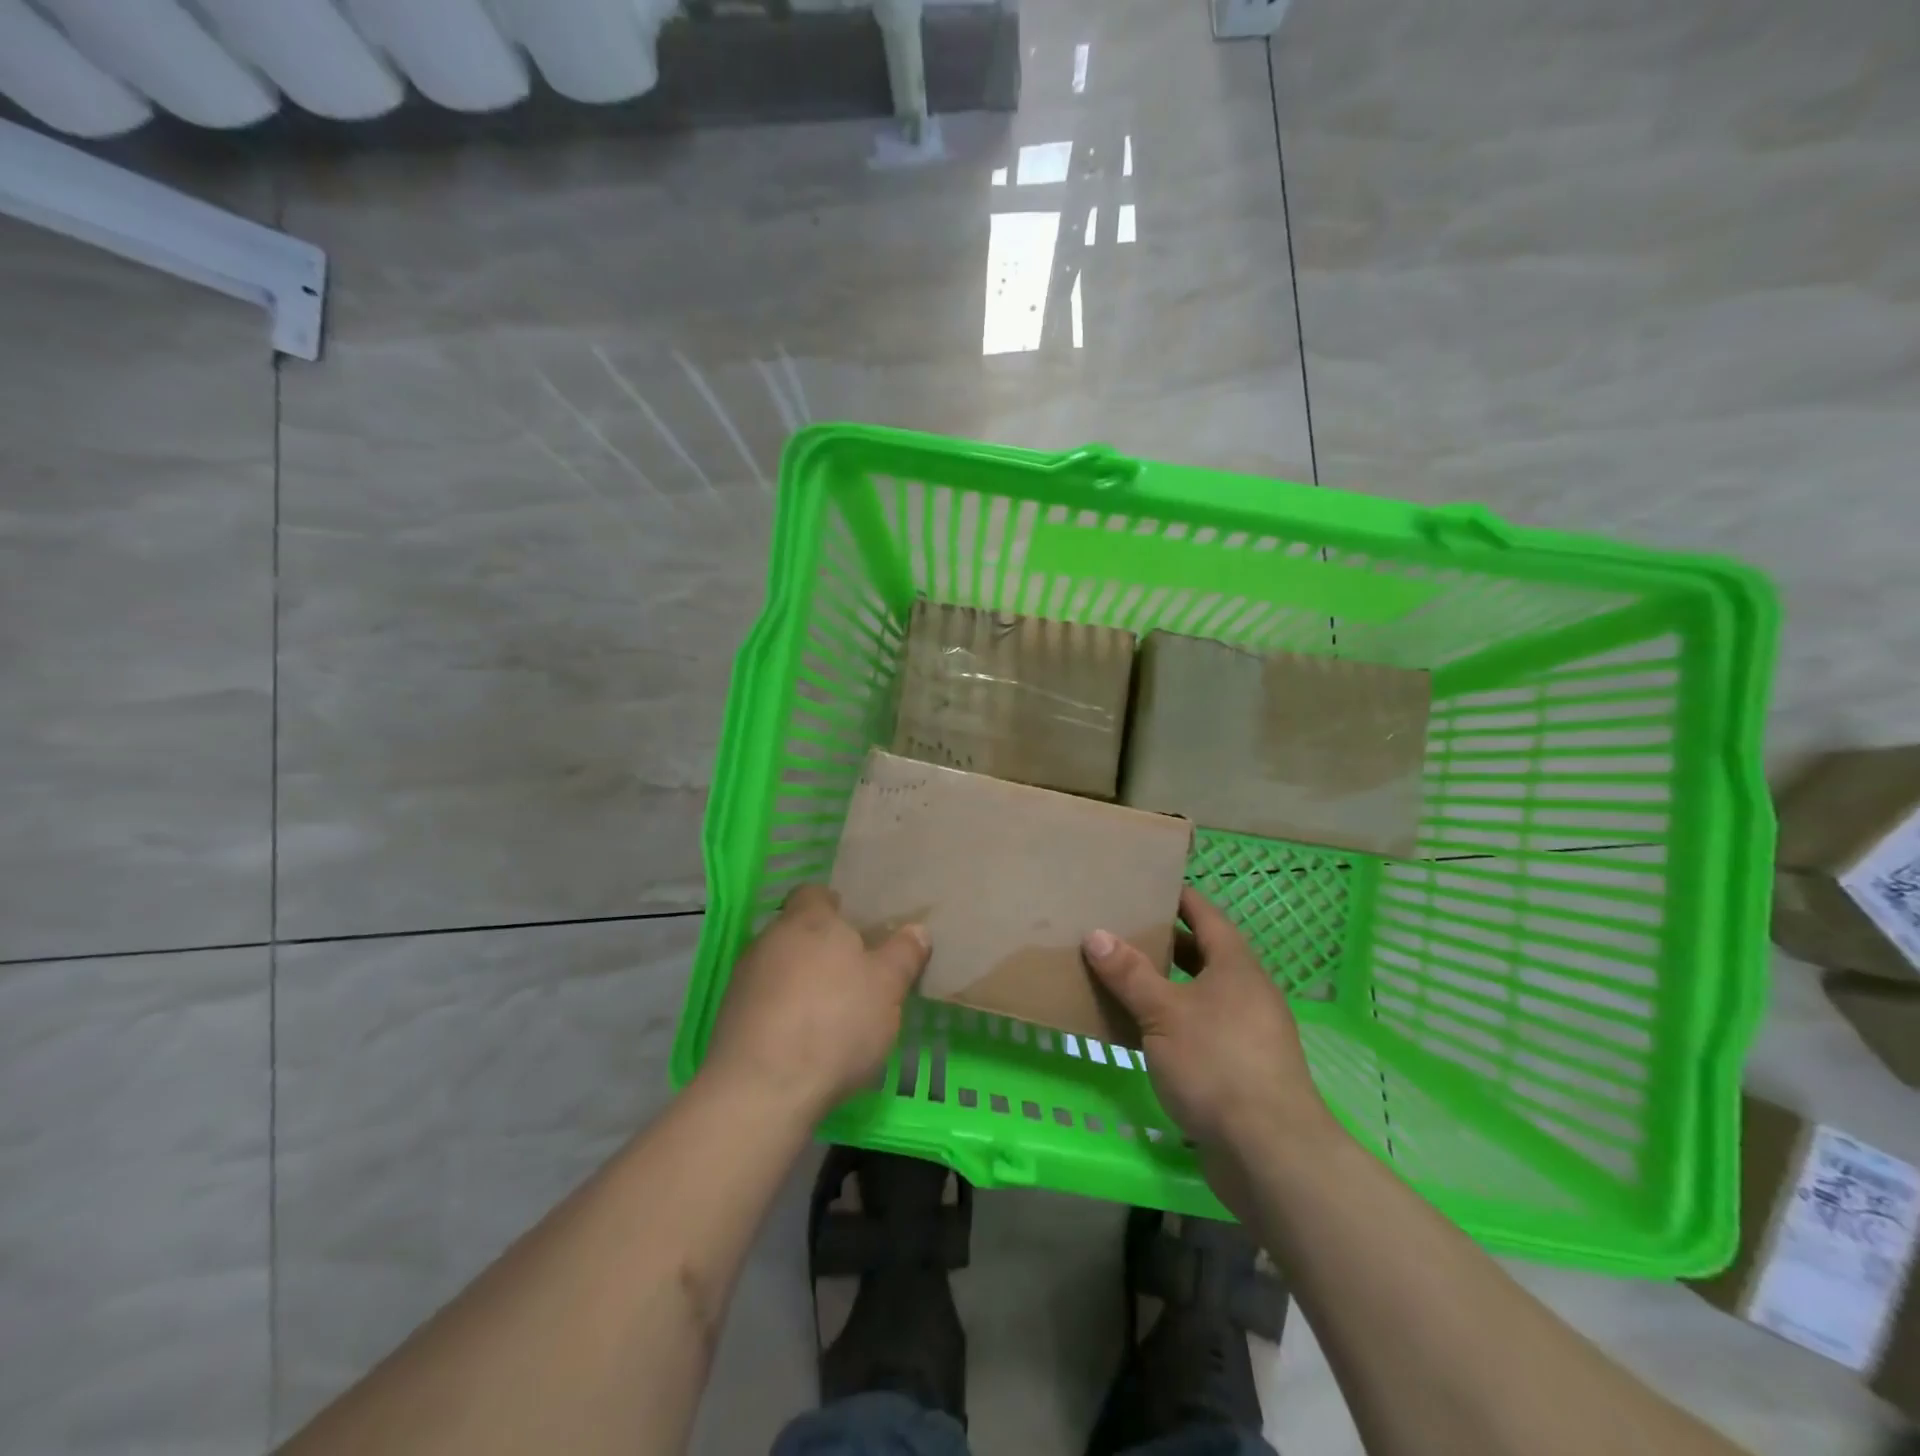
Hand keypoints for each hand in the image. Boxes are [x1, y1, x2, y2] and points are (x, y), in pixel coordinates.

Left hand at [705, 885, 929, 1119]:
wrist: (762, 1089)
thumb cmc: (835, 1023)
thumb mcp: (887, 988)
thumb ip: (903, 954)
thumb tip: (917, 929)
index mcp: (809, 919)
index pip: (815, 893)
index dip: (835, 907)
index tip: (857, 930)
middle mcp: (770, 938)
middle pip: (797, 931)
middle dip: (821, 948)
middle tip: (853, 975)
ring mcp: (744, 977)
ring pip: (779, 966)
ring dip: (800, 982)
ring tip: (829, 1013)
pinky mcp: (729, 1017)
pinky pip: (763, 1001)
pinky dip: (781, 1012)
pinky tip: (801, 1040)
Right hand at [1081, 887, 1332, 1155]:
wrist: (1270, 1153)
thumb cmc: (1217, 1064)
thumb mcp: (1163, 1013)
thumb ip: (1129, 973)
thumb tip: (1096, 934)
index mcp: (1235, 966)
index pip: (1204, 915)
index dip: (1177, 897)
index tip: (1144, 884)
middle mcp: (1246, 992)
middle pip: (1201, 954)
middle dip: (1163, 942)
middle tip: (1118, 929)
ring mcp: (1246, 1032)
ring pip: (1198, 994)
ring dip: (1164, 985)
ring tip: (1119, 975)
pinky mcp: (1240, 1069)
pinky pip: (1199, 1029)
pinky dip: (1170, 1022)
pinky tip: (1139, 1031)